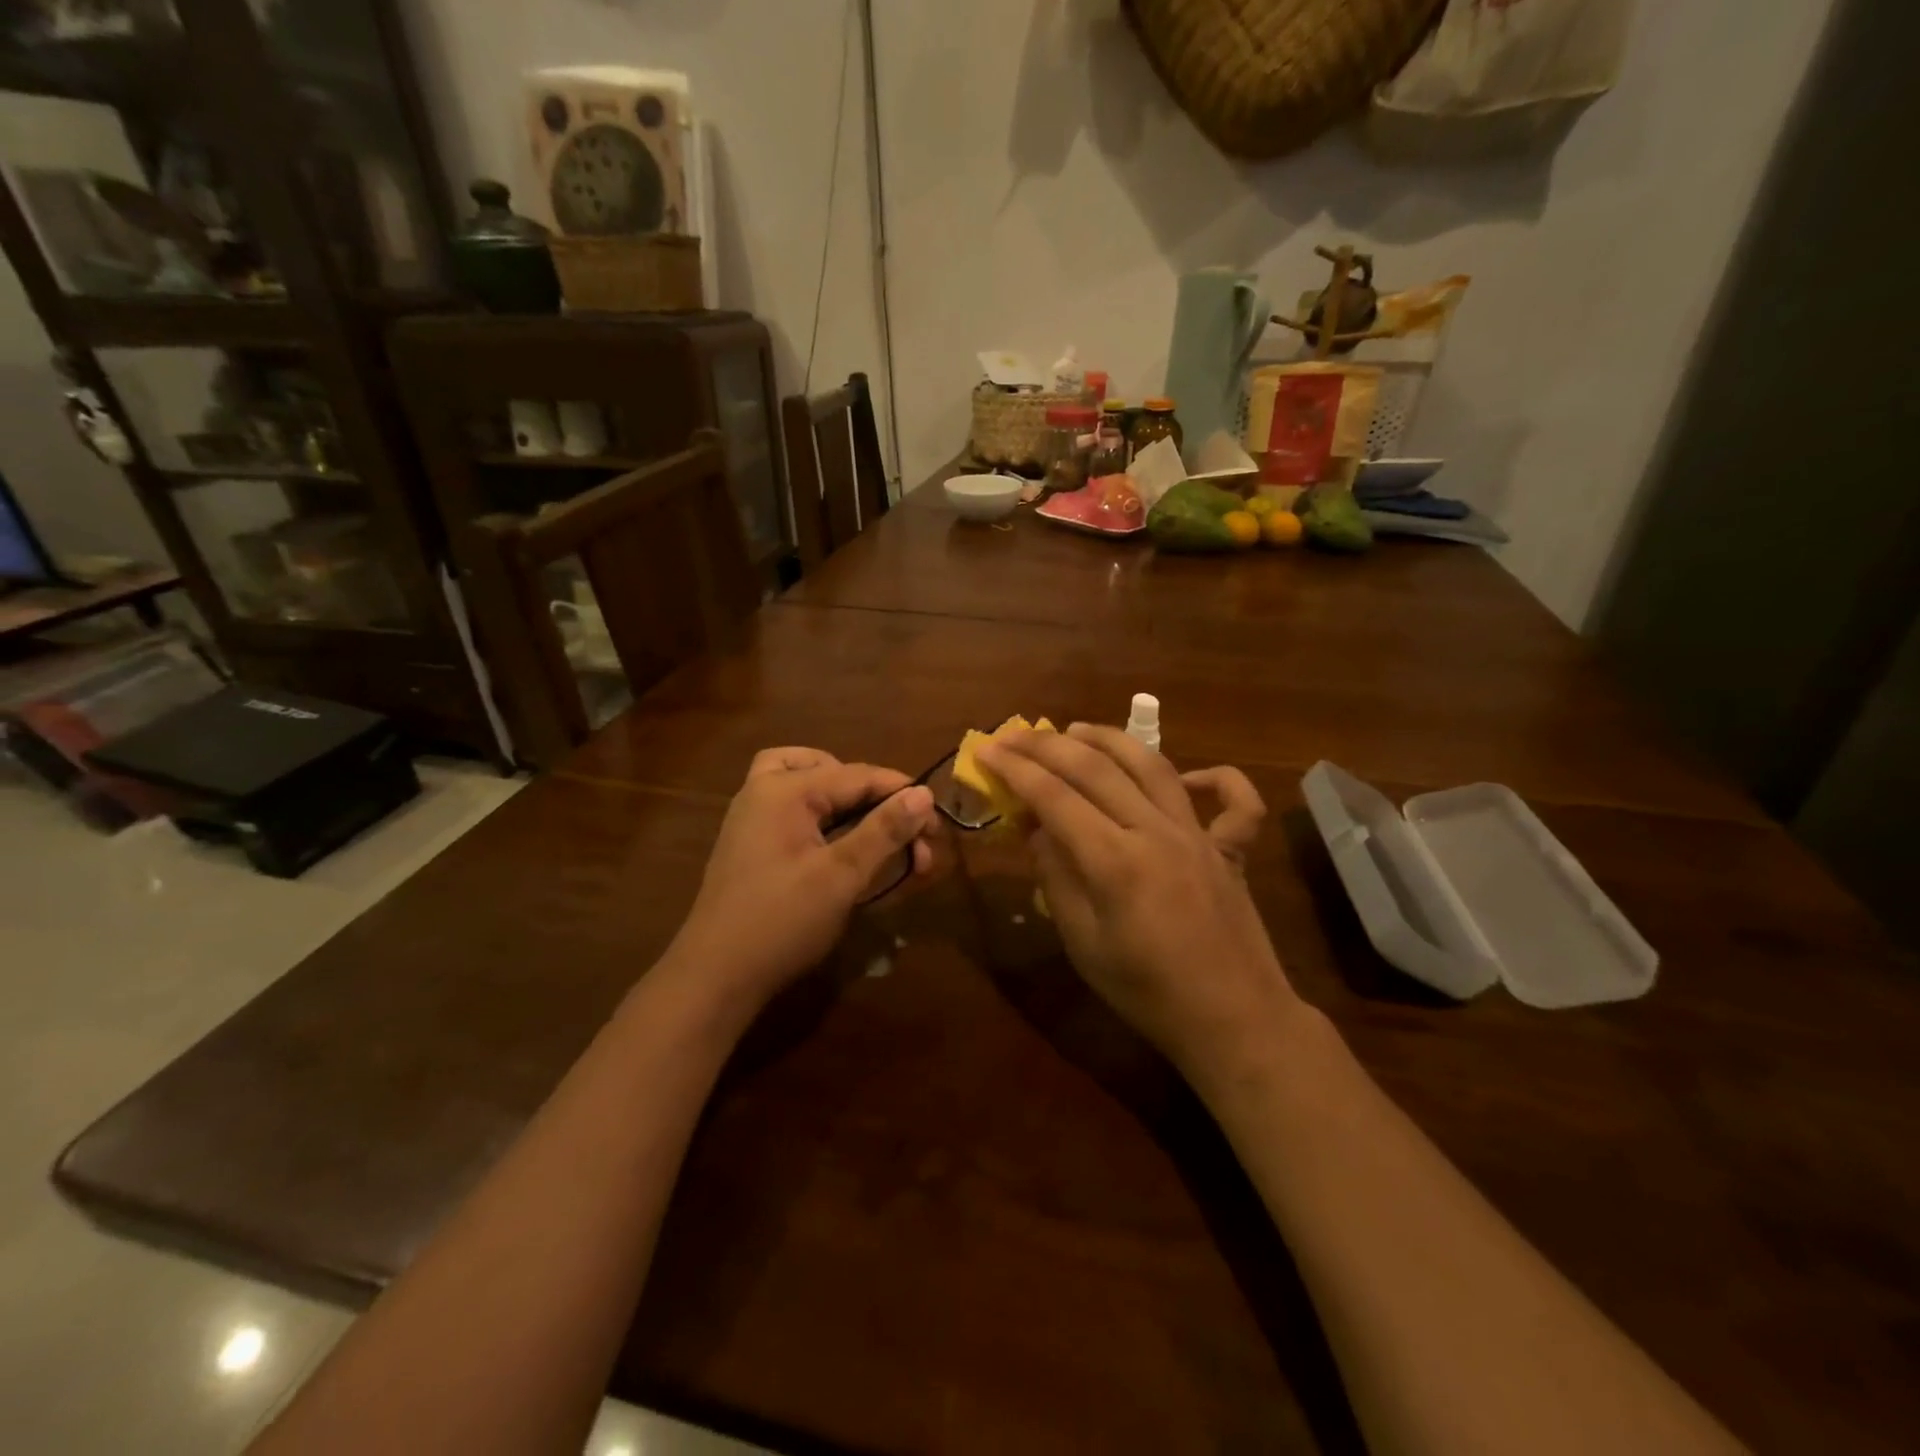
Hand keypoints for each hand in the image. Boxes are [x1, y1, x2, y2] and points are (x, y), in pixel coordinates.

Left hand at [668, 748, 935, 1008]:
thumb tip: (924, 793)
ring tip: (876, 830)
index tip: (938, 826)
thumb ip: (884, 830)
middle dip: (876, 800)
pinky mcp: (751, 843)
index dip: (903, 795)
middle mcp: (764, 791)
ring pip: (809, 784)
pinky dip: (824, 817)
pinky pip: (794, 810)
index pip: (859, 775)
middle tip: (906, 837)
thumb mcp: (842, 875)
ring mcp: (752, 816)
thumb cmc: (782, 921)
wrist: (715, 978)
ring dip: (848, 802)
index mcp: (784, 789)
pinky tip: (843, 847)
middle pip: (833, 771)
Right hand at [976, 725, 1296, 1071]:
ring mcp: (1199, 836)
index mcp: (1116, 862)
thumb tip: (1036, 828)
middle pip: (1097, 769)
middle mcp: (1157, 833)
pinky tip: (1187, 776)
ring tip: (1076, 729)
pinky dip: (1216, 777)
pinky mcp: (1231, 849)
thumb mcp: (1083, 944)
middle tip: (1017, 734)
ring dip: (1110, 740)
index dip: (1016, 770)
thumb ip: (1057, 877)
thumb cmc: (1146, 993)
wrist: (1233, 1022)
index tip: (987, 749)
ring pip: (1154, 765)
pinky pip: (1234, 802)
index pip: (1055, 797)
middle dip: (1049, 746)